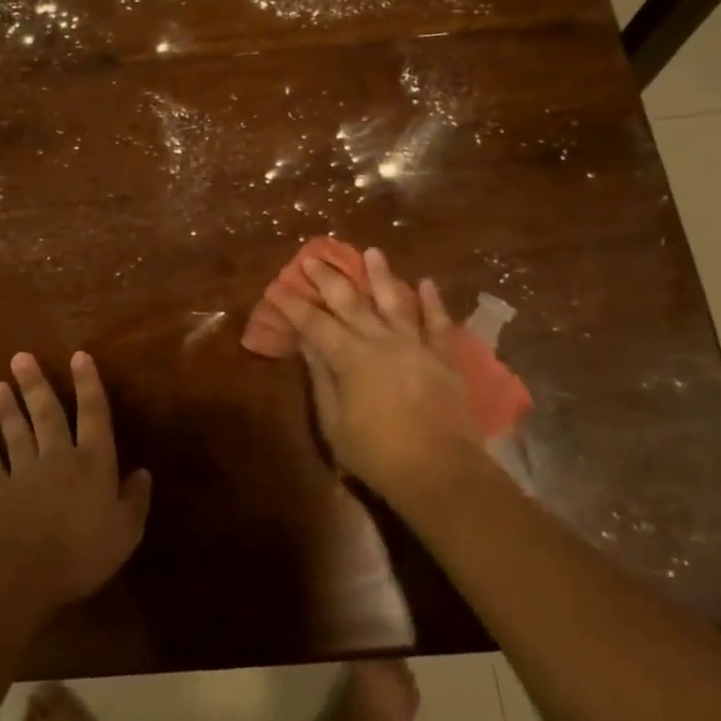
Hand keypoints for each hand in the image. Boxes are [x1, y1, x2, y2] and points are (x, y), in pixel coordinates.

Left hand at [0, 351, 151, 616]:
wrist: (21, 576)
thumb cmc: (82, 551)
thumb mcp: (126, 531)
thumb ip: (135, 500)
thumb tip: (143, 472)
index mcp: (93, 462)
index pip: (93, 414)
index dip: (88, 384)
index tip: (79, 355)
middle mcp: (58, 458)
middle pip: (47, 415)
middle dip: (36, 385)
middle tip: (20, 358)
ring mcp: (25, 476)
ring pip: (17, 435)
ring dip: (7, 410)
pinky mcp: (0, 498)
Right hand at [272, 248, 480, 503]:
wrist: (439, 469)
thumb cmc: (377, 453)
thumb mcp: (335, 423)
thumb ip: (322, 380)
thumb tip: (309, 345)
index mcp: (349, 357)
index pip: (314, 323)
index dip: (293, 305)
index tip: (277, 287)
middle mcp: (380, 340)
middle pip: (350, 301)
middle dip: (329, 278)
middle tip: (315, 256)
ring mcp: (414, 344)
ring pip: (394, 301)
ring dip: (381, 275)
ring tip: (372, 251)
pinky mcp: (442, 356)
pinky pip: (437, 322)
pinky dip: (432, 301)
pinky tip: (426, 283)